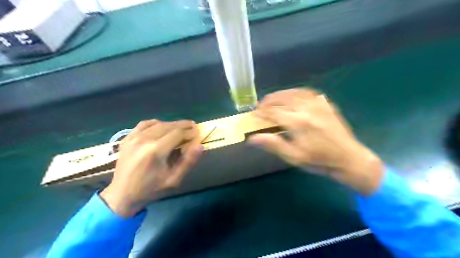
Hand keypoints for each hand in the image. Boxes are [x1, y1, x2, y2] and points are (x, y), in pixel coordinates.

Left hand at [101, 119, 201, 215]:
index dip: (190, 131)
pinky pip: (144, 124)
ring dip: (171, 124)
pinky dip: (156, 123)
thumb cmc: (151, 189)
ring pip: (157, 124)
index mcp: (155, 151)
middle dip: (183, 125)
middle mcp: (144, 140)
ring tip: (181, 127)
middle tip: (193, 126)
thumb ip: (188, 162)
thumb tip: (200, 145)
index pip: (177, 133)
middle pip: (168, 126)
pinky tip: (162, 127)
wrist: (122, 195)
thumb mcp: (174, 180)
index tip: (198, 132)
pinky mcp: (127, 138)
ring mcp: (133, 137)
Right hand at [250, 89, 383, 195]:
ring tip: (271, 99)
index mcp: (297, 122)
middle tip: (260, 106)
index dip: (261, 112)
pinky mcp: (325, 104)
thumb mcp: (294, 157)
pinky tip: (291, 95)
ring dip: (279, 94)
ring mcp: (317, 104)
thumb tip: (252, 138)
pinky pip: (307, 92)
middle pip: (281, 99)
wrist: (348, 159)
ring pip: (293, 92)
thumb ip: (273, 144)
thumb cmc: (319, 160)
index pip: (273, 111)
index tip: (253, 114)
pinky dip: (295, 92)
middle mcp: (306, 108)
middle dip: (268, 101)